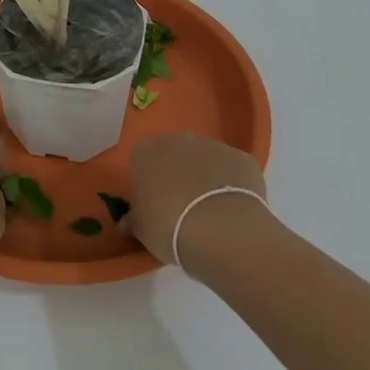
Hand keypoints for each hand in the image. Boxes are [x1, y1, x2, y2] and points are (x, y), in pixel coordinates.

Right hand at [126, 132, 269, 266]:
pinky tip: (232, 211)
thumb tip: (127, 223)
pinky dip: (231, 184)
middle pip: (175, 154)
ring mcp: (213, 145)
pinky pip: (232, 170)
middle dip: (177, 174)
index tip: (153, 203)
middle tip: (181, 207)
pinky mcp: (242, 158)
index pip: (141, 158)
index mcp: (146, 151)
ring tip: (210, 213)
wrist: (220, 229)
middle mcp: (178, 139)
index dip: (148, 181)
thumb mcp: (142, 230)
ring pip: (205, 160)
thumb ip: (134, 220)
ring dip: (205, 178)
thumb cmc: (168, 227)